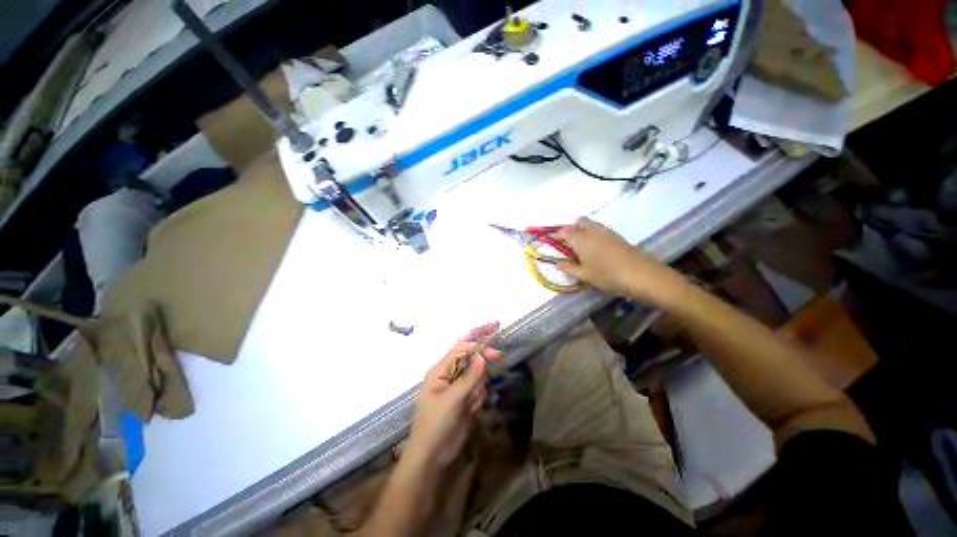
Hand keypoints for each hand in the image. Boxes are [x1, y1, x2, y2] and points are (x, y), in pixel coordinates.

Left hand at [406, 322, 502, 466]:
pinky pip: (478, 389)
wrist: (432, 457)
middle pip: (470, 358)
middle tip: (500, 358)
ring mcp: (458, 387)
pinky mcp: (465, 398)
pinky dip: (478, 398)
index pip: (461, 349)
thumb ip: (469, 377)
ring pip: (477, 375)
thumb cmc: (436, 424)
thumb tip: (482, 355)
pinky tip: (471, 411)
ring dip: (478, 388)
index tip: (495, 352)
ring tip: (469, 406)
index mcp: (440, 370)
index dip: (478, 346)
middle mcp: (449, 374)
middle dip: (483, 358)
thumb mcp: (452, 399)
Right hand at [556, 218, 684, 304]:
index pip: (564, 232)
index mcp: (581, 238)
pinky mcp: (618, 236)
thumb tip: (557, 263)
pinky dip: (593, 234)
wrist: (642, 275)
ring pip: (591, 224)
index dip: (555, 235)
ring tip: (581, 248)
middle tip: (567, 244)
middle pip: (579, 222)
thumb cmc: (608, 275)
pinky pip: (600, 230)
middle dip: (571, 229)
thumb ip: (568, 268)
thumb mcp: (584, 275)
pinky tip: (596, 250)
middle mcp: (593, 230)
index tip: (550, 241)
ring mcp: (607, 232)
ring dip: (583, 231)